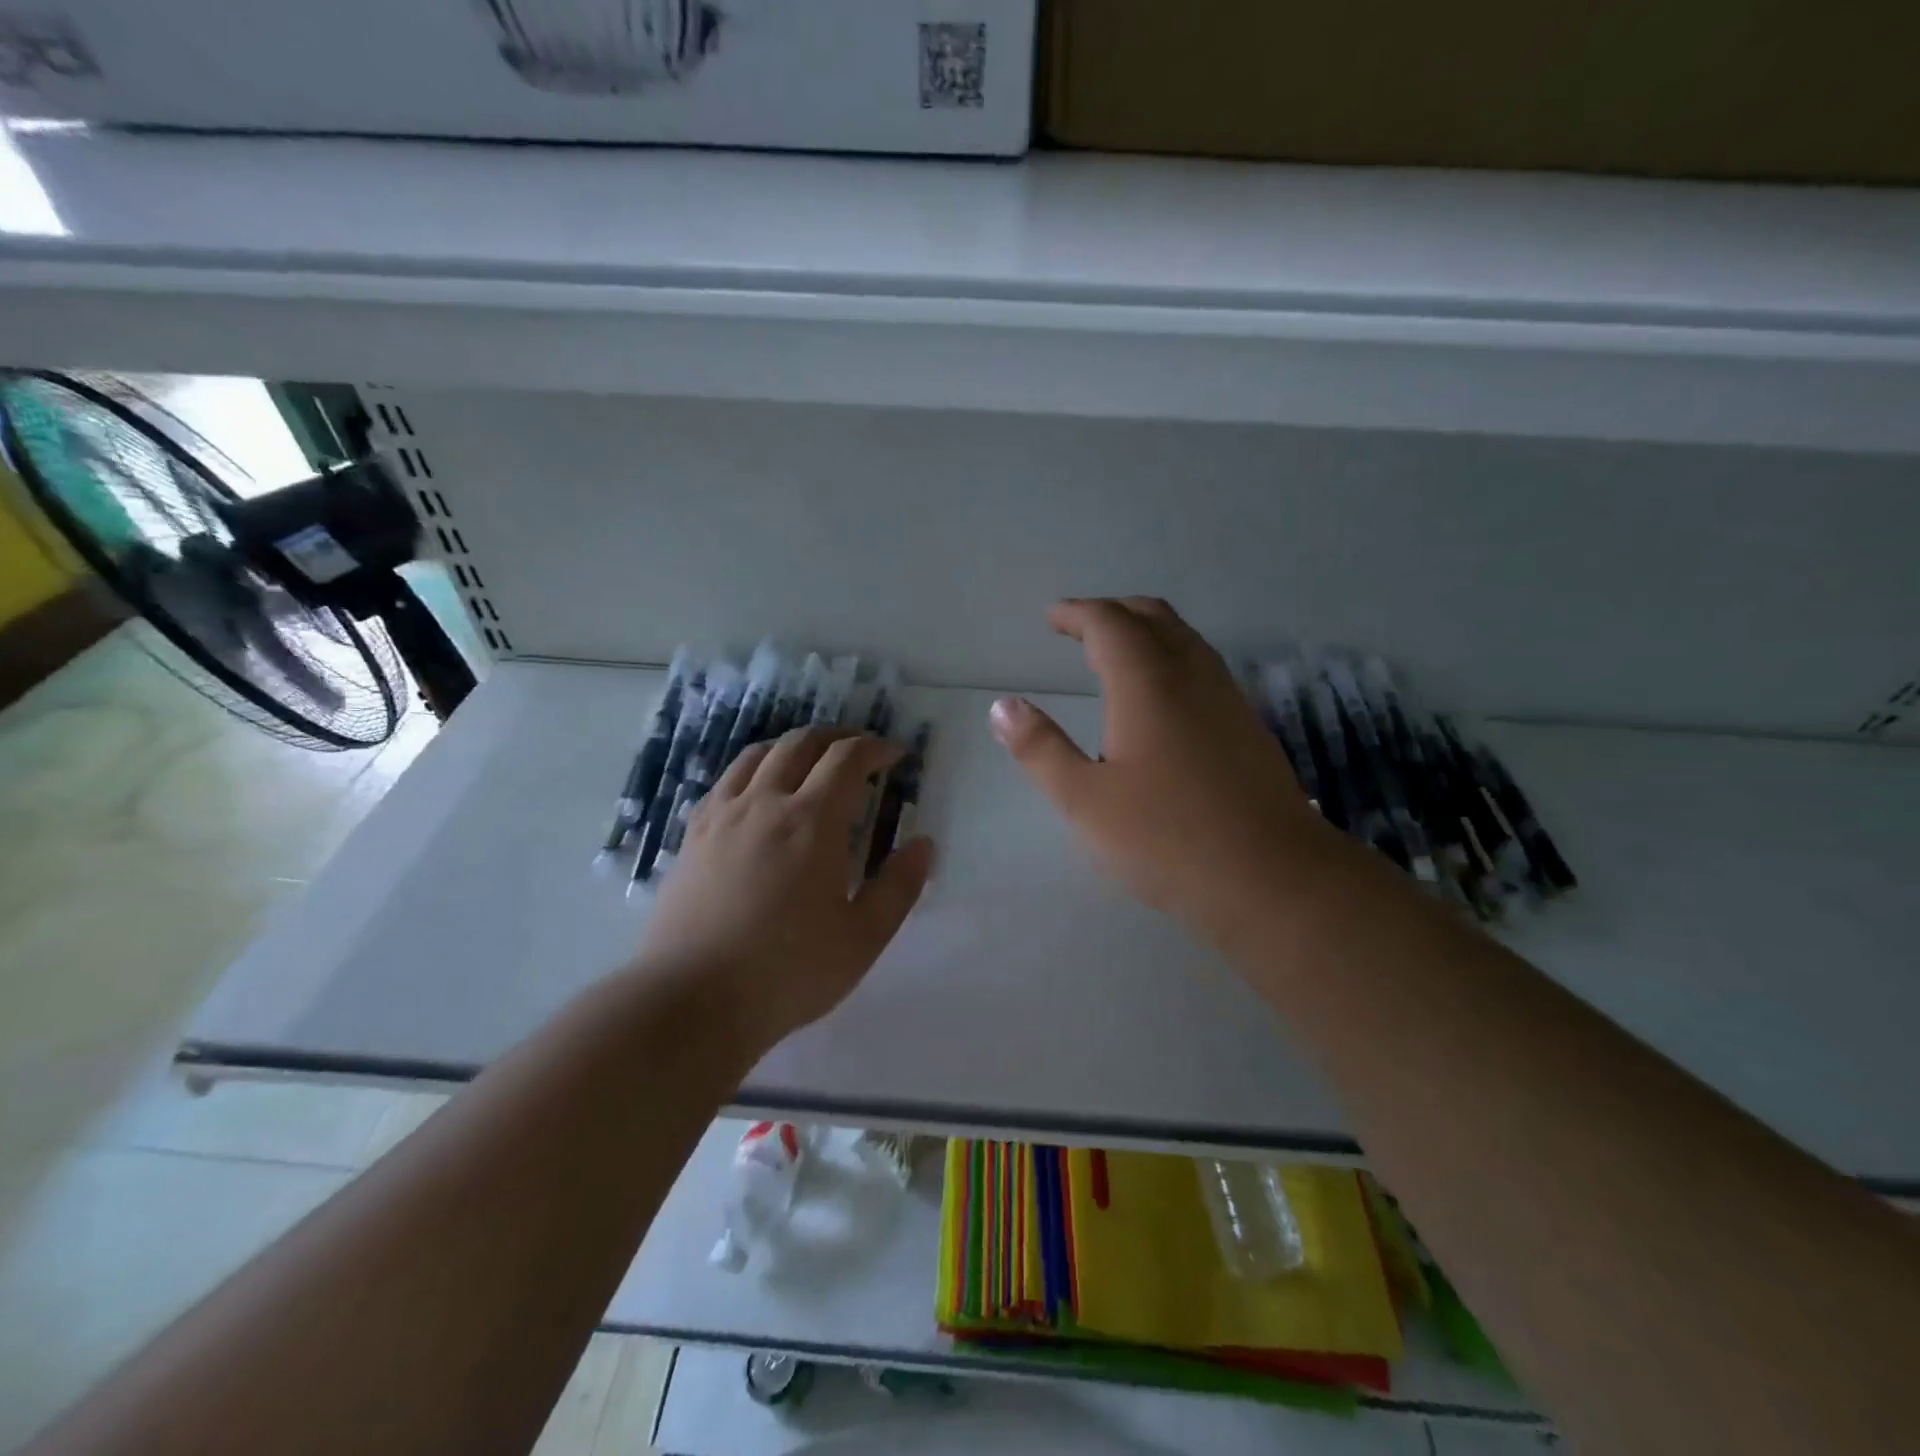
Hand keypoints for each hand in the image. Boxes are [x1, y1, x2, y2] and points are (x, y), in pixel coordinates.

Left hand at [635, 727, 935, 1052]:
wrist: (692, 1000)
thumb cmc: (788, 972)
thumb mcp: (862, 938)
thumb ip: (898, 887)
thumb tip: (923, 845)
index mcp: (812, 821)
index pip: (848, 759)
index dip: (875, 748)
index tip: (894, 756)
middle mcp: (765, 803)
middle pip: (802, 743)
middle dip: (837, 738)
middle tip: (859, 752)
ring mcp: (722, 815)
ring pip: (759, 754)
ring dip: (793, 746)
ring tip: (811, 763)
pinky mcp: (692, 834)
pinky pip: (726, 780)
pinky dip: (754, 769)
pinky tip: (760, 794)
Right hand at [990, 597, 1329, 950]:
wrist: (1273, 878)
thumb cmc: (1167, 839)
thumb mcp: (1084, 801)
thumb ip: (1041, 749)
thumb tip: (1004, 706)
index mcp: (1148, 684)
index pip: (1109, 623)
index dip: (1077, 613)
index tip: (1052, 618)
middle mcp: (1192, 676)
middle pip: (1154, 617)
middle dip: (1113, 611)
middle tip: (1080, 626)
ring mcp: (1228, 699)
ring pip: (1186, 639)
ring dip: (1146, 630)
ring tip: (1116, 652)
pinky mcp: (1248, 727)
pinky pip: (1204, 666)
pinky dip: (1171, 656)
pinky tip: (1162, 696)